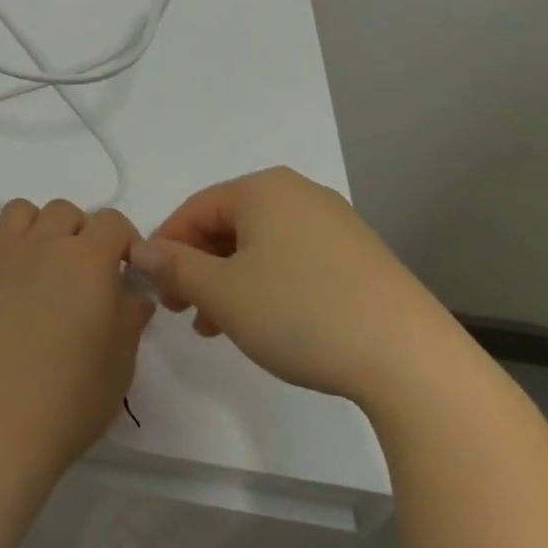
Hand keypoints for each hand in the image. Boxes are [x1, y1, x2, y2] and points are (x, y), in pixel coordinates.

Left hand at [0, 199, 154, 486]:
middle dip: (80, 233)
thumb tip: (134, 291)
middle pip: (64, 210)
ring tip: (41, 265)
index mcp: (87, 260)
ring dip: (35, 228)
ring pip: (19, 211)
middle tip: (82, 274)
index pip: (113, 221)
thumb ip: (131, 315)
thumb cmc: (72, 399)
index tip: (124, 272)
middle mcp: (43, 245)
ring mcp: (0, 258)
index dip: (124, 241)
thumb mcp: (122, 362)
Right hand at [129, 167, 464, 407]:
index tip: (153, 288)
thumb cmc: (301, 312)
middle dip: (199, 267)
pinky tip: (266, 324)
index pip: (195, 208)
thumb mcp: (223, 292)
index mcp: (263, 188)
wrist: (410, 359)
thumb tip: (137, 249)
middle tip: (183, 311)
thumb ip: (174, 266)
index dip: (166, 247)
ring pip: (261, 246)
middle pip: (228, 225)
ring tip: (218, 327)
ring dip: (230, 281)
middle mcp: (299, 193)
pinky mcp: (359, 256)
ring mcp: (335, 223)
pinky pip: (294, 260)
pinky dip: (267, 286)